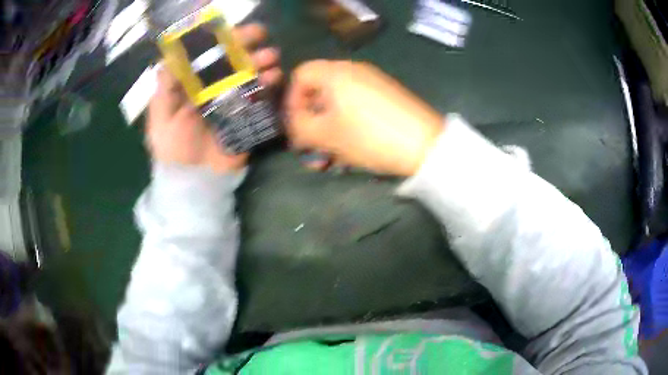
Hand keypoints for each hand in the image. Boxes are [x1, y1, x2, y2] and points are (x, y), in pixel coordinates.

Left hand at [146, 24, 281, 172]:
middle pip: (229, 61)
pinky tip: (275, 77)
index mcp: (191, 87)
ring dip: (261, 62)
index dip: (217, 40)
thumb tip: (168, 59)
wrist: (195, 183)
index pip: (205, 56)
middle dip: (245, 45)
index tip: (230, 28)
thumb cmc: (173, 152)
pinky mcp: (246, 116)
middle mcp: (212, 88)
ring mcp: (231, 101)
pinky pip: (259, 96)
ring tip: (272, 58)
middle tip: (260, 34)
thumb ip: (164, 91)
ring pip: (247, 75)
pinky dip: (268, 85)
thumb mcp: (161, 121)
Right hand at [285, 60, 443, 176]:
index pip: (299, 75)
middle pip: (319, 90)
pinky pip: (357, 106)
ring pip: (338, 103)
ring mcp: (373, 82)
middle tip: (311, 147)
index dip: (290, 100)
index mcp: (335, 72)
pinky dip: (348, 125)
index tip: (295, 126)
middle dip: (310, 121)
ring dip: (328, 129)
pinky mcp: (387, 96)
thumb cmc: (369, 136)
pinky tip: (352, 149)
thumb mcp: (326, 135)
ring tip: (331, 156)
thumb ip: (299, 127)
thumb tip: (291, 123)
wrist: (425, 144)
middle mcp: (353, 71)